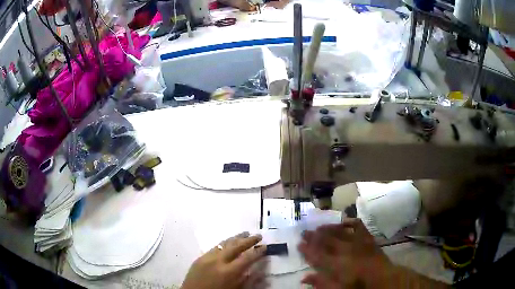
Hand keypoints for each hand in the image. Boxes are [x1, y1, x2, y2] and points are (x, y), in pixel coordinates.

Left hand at [181, 232, 266, 288]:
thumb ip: (250, 281)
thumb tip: (263, 272)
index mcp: (229, 272)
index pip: (247, 257)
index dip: (258, 252)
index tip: (265, 246)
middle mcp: (218, 261)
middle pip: (236, 246)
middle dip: (248, 240)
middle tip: (258, 235)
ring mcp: (207, 258)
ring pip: (224, 244)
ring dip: (236, 238)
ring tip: (245, 233)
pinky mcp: (199, 258)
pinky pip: (214, 247)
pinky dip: (224, 243)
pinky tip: (228, 242)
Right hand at [298, 218, 394, 288]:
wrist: (383, 277)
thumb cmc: (359, 285)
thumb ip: (322, 283)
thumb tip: (304, 278)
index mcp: (337, 264)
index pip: (317, 255)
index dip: (307, 249)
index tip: (298, 244)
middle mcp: (346, 250)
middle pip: (326, 240)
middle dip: (314, 236)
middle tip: (304, 232)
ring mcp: (358, 242)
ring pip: (339, 231)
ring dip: (328, 228)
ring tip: (319, 227)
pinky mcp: (367, 238)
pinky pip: (358, 225)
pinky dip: (350, 222)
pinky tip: (344, 221)